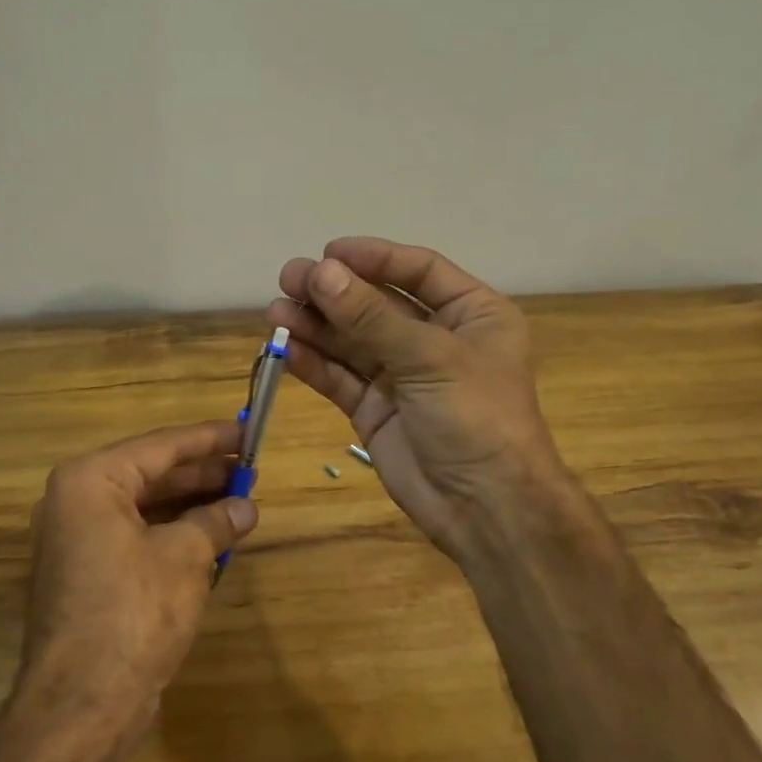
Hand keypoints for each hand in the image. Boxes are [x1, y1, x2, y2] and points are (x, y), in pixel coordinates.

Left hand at [16, 420, 257, 741]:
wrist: (83, 705)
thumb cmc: (134, 612)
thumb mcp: (186, 556)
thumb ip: (216, 521)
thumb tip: (245, 508)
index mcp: (90, 481)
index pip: (161, 446)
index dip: (210, 439)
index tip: (248, 431)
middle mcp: (75, 502)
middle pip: (151, 474)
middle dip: (203, 473)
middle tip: (250, 468)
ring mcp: (77, 541)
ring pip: (145, 507)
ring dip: (191, 504)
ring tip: (240, 499)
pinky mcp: (87, 575)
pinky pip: (136, 536)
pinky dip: (173, 533)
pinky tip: (211, 536)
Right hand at [268, 237, 569, 559]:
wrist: (486, 509)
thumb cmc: (476, 417)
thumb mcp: (430, 358)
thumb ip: (371, 317)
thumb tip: (320, 271)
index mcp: (472, 314)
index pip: (418, 271)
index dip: (373, 258)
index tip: (328, 252)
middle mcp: (437, 339)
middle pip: (377, 304)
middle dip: (334, 292)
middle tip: (289, 279)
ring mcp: (403, 376)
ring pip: (352, 341)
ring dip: (316, 325)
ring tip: (275, 312)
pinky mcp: (376, 410)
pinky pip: (342, 378)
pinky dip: (314, 363)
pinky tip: (286, 348)